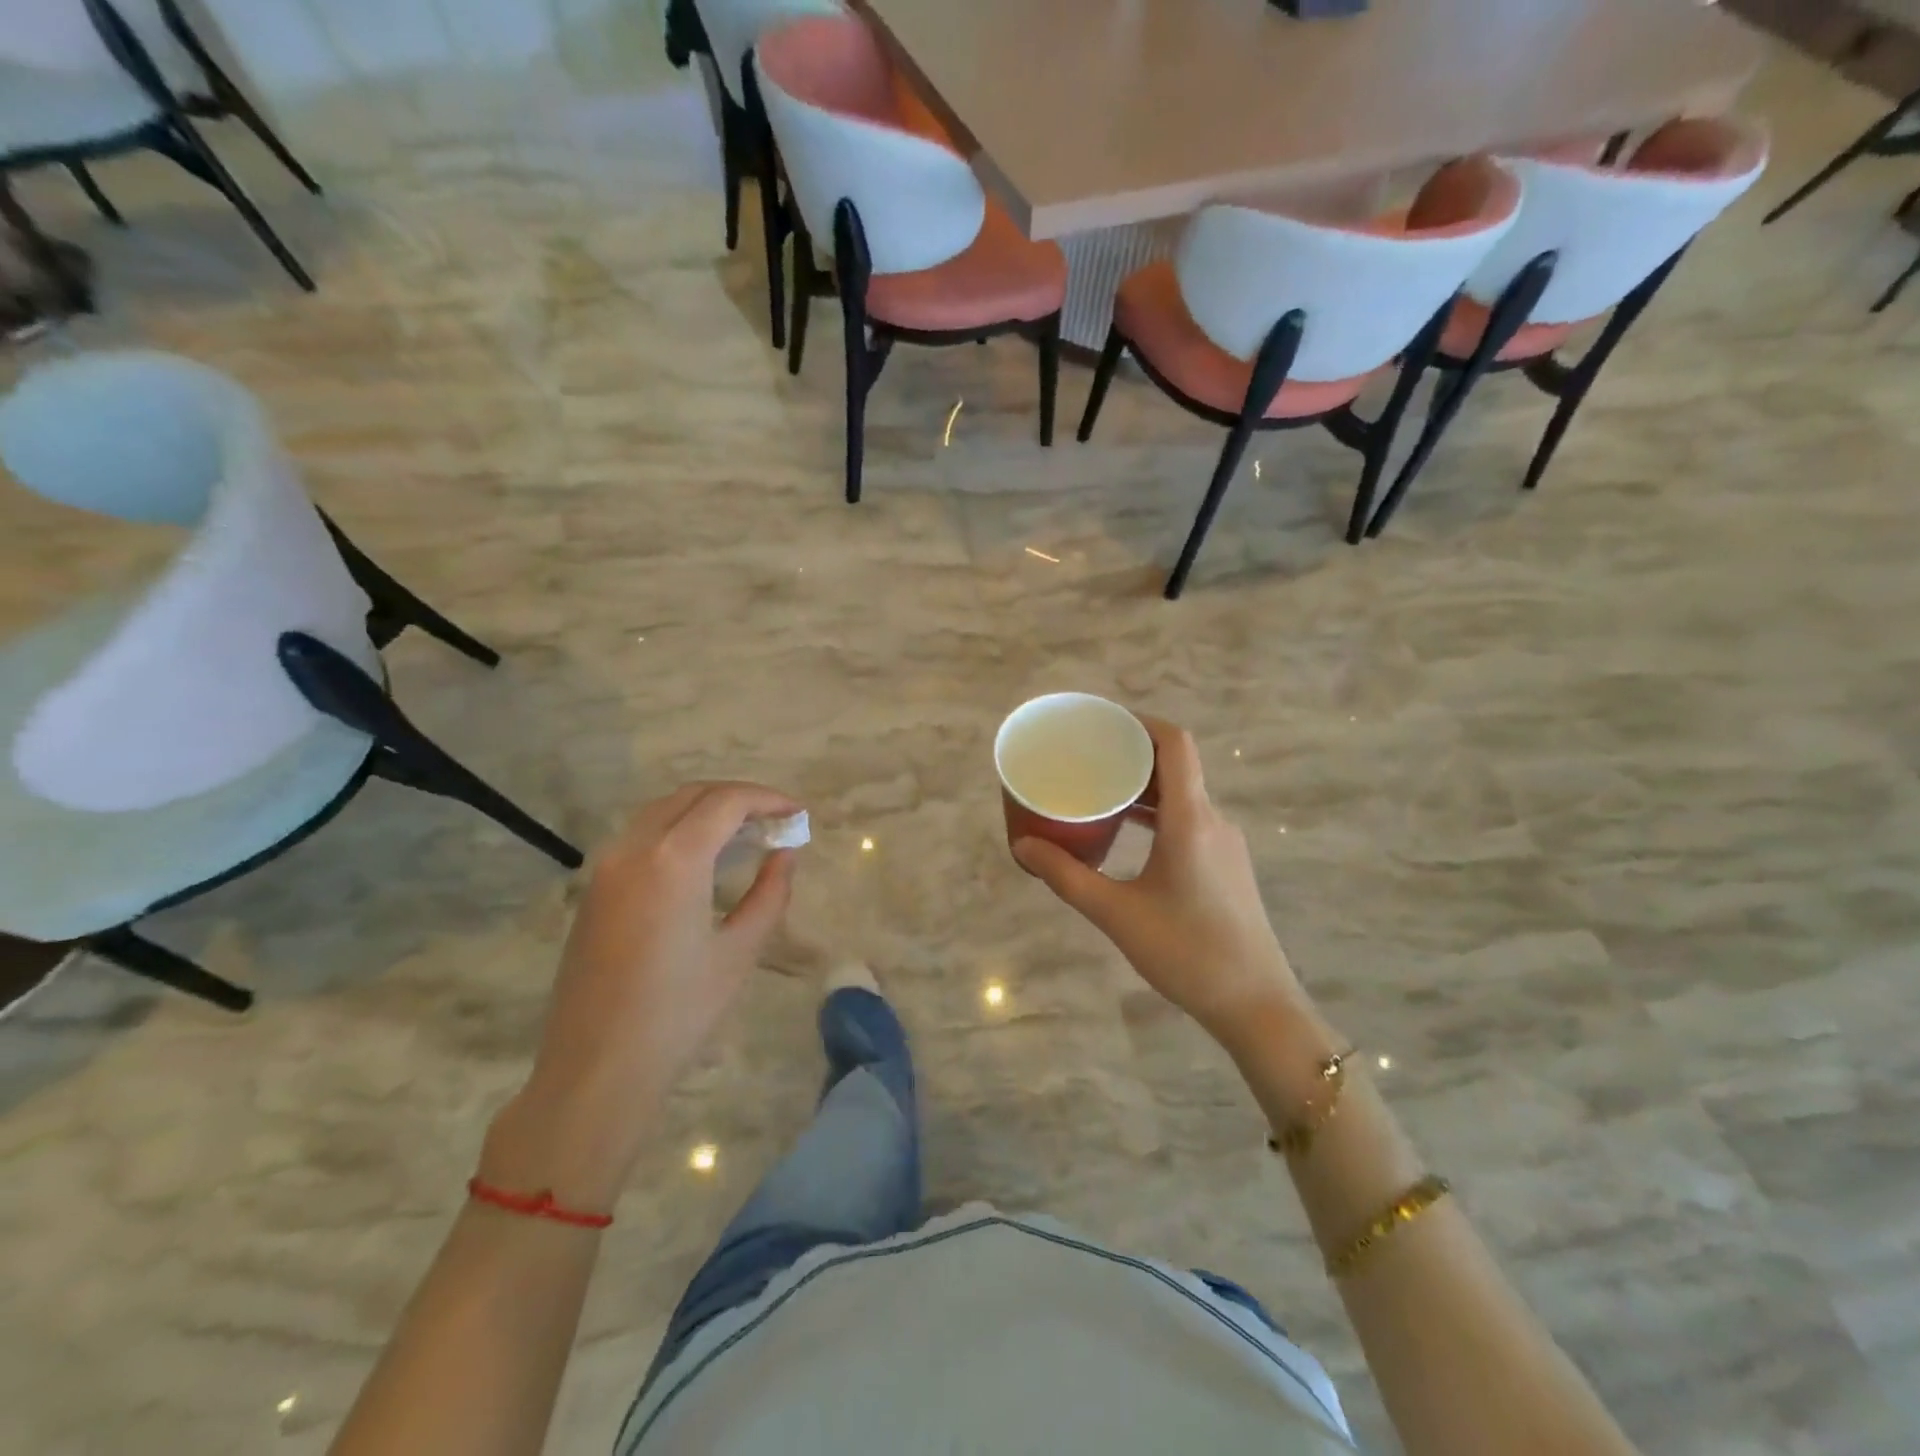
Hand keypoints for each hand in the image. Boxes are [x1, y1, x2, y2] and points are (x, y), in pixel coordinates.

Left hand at [484, 782, 798, 1209]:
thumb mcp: (739, 952)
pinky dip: (679, 830)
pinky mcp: (594, 890)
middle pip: (692, 796)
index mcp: (672, 860)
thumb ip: (769, 893)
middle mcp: (633, 849)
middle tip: (775, 821)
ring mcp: (606, 867)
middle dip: (739, 798)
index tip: (797, 814)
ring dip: (706, 810)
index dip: (767, 799)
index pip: (725, 802)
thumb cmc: (679, 1013)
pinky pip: (641, 836)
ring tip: (745, 836)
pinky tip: (703, 860)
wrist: (596, 1069)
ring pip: (662, 811)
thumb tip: (786, 854)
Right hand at [1014, 717, 1302, 1049]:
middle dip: (1132, 754)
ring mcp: (1224, 843)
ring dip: (1144, 787)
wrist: (1256, 1004)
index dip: (1141, 722)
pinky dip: (1157, 814)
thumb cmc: (1186, 952)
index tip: (1102, 723)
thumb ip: (1066, 876)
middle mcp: (1213, 820)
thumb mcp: (1116, 913)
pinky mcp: (1226, 865)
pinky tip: (1128, 834)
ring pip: (1182, 795)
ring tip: (1099, 792)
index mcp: (1191, 819)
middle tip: (1087, 758)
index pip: (1176, 743)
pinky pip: (1189, 820)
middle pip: (1176, 765)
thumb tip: (1022, 846)